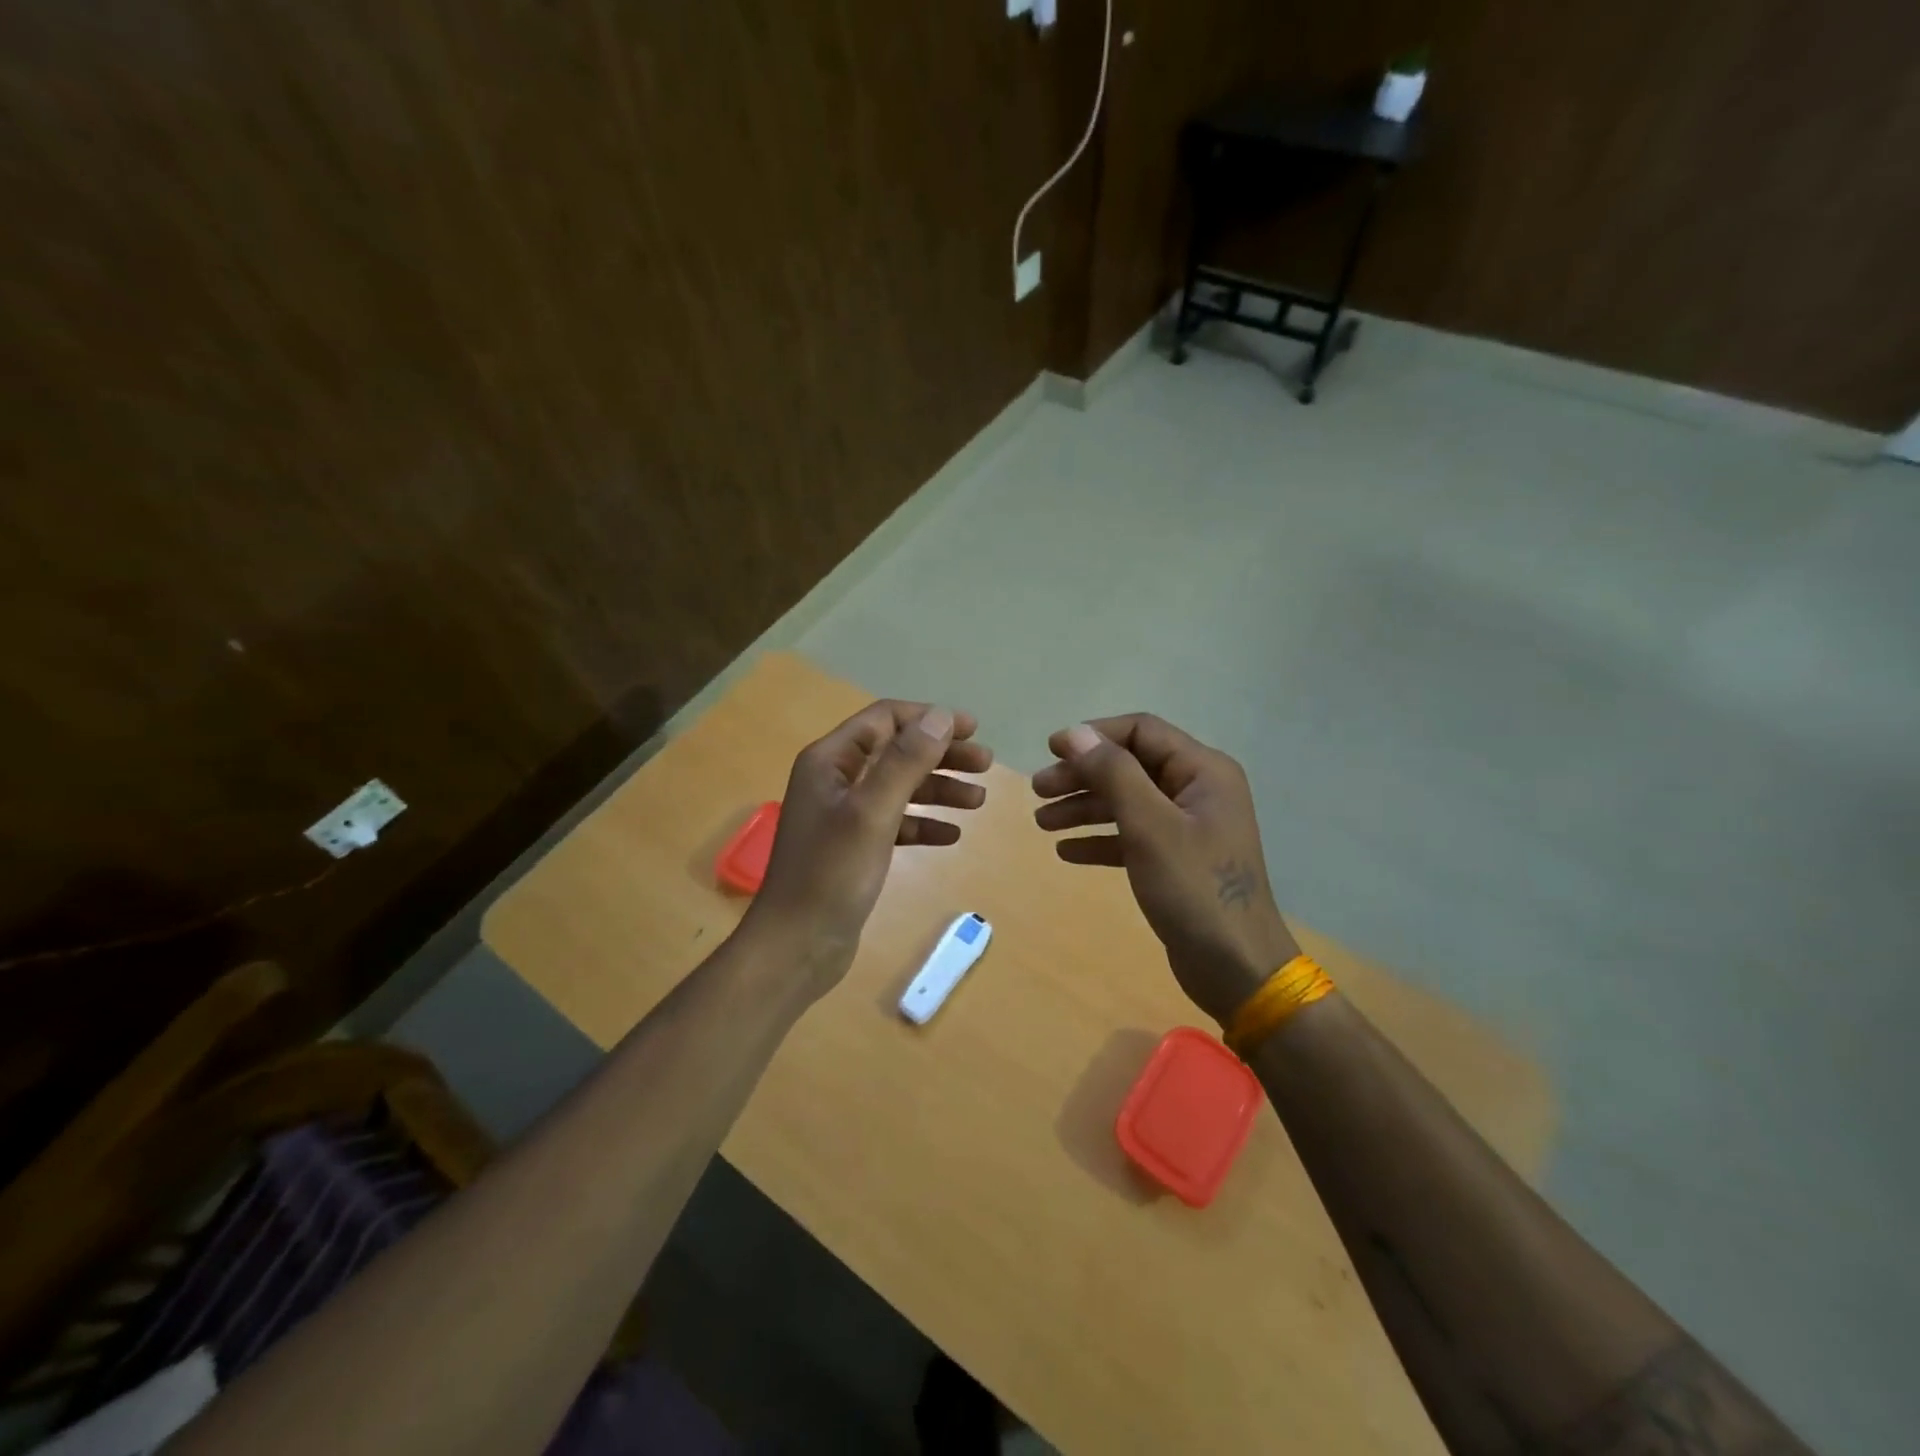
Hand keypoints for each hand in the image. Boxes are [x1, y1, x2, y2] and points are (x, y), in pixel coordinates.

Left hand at [747, 700, 991, 994]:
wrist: (796, 946)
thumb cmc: (830, 874)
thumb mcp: (871, 812)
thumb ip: (905, 762)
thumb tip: (940, 717)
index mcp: (830, 761)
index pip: (885, 720)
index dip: (929, 719)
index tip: (973, 730)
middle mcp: (835, 780)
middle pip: (896, 752)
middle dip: (942, 755)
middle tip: (986, 765)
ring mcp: (844, 815)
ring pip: (899, 788)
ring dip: (939, 790)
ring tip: (979, 802)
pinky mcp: (854, 847)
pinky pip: (895, 823)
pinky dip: (923, 824)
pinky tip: (951, 836)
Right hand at [1032, 715, 1297, 1025]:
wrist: (1236, 968)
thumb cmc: (1195, 889)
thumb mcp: (1150, 826)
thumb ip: (1113, 774)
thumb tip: (1076, 734)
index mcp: (1203, 771)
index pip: (1142, 731)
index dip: (1094, 736)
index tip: (1050, 751)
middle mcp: (1197, 791)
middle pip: (1130, 766)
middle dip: (1082, 775)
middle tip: (1038, 791)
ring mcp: (1188, 827)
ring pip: (1126, 802)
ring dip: (1083, 808)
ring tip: (1042, 822)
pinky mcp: (1176, 860)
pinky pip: (1131, 836)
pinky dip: (1100, 839)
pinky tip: (1067, 852)